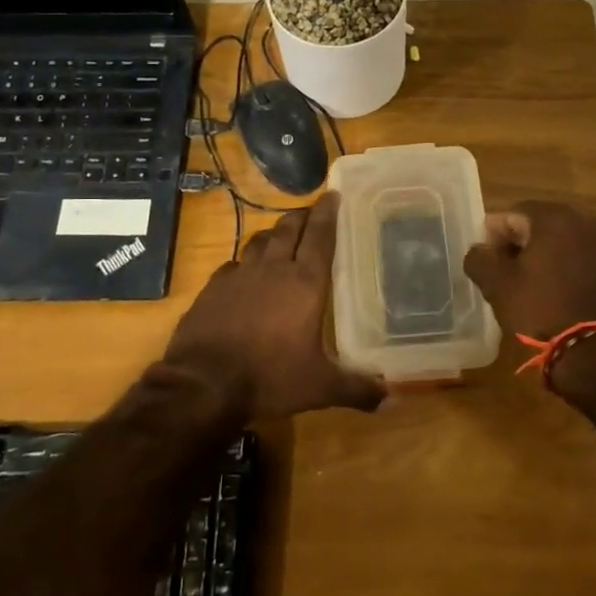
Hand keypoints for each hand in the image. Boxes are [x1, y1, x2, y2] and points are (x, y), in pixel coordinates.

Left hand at [165, 192, 384, 418]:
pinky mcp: (212, 288)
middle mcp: (273, 270)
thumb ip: (357, 389)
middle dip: (302, 216)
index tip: (333, 195)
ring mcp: (239, 276)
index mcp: (305, 283)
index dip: (328, 214)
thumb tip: (393, 400)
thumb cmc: (270, 377)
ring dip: (273, 234)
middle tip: (311, 211)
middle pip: (289, 230)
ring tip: (281, 235)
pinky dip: (244, 262)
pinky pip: (233, 265)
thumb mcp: (320, 387)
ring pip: (260, 242)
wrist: (203, 383)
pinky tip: (244, 271)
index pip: (321, 237)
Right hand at [462, 200, 595, 343]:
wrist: (593, 352)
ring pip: (562, 239)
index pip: (513, 213)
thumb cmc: (540, 310)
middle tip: (504, 270)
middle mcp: (584, 220)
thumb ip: (479, 258)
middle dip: (519, 242)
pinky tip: (553, 288)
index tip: (486, 260)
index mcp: (554, 217)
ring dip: (543, 254)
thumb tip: (480, 250)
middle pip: (540, 223)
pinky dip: (564, 265)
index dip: (494, 235)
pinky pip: (581, 255)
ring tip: (528, 281)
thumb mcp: (497, 285)